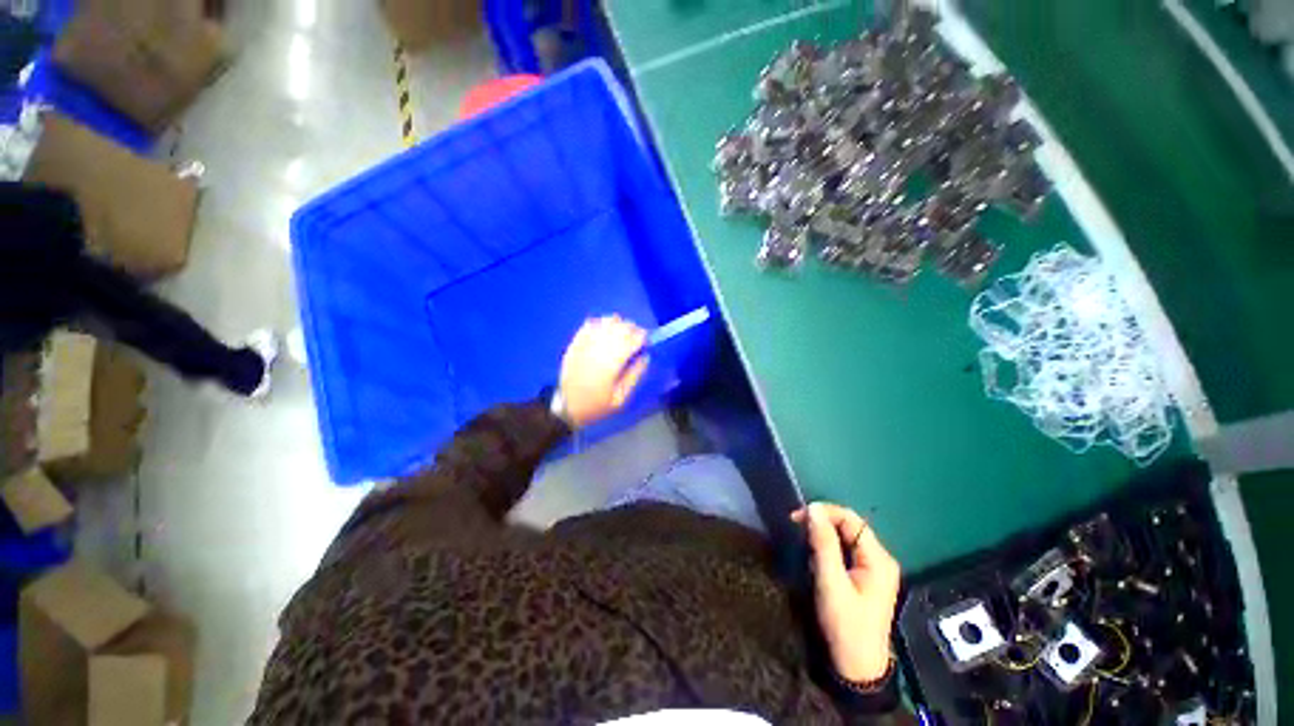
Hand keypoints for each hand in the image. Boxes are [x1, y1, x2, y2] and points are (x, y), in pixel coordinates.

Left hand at [558, 316, 648, 427]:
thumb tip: (645, 357)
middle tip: (636, 337)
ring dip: (617, 324)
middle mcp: (599, 349)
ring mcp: (585, 344)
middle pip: (620, 327)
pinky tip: (604, 330)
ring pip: (605, 322)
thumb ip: (634, 376)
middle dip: (632, 329)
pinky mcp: (575, 343)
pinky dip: (600, 323)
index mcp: (611, 364)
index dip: (642, 338)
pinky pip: (589, 325)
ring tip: (621, 332)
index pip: (632, 340)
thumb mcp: (620, 398)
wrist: (566, 407)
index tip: (646, 342)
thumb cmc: (596, 405)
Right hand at [792, 502, 901, 683]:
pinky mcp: (866, 576)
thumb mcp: (831, 583)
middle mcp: (880, 558)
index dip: (824, 512)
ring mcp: (875, 568)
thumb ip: (823, 544)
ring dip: (824, 535)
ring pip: (846, 537)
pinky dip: (829, 548)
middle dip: (822, 523)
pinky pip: (846, 550)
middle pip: (850, 526)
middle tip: (797, 528)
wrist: (857, 667)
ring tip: (804, 544)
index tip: (797, 517)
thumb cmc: (845, 625)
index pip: (851, 519)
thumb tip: (813, 508)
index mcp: (878, 559)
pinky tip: (816, 557)